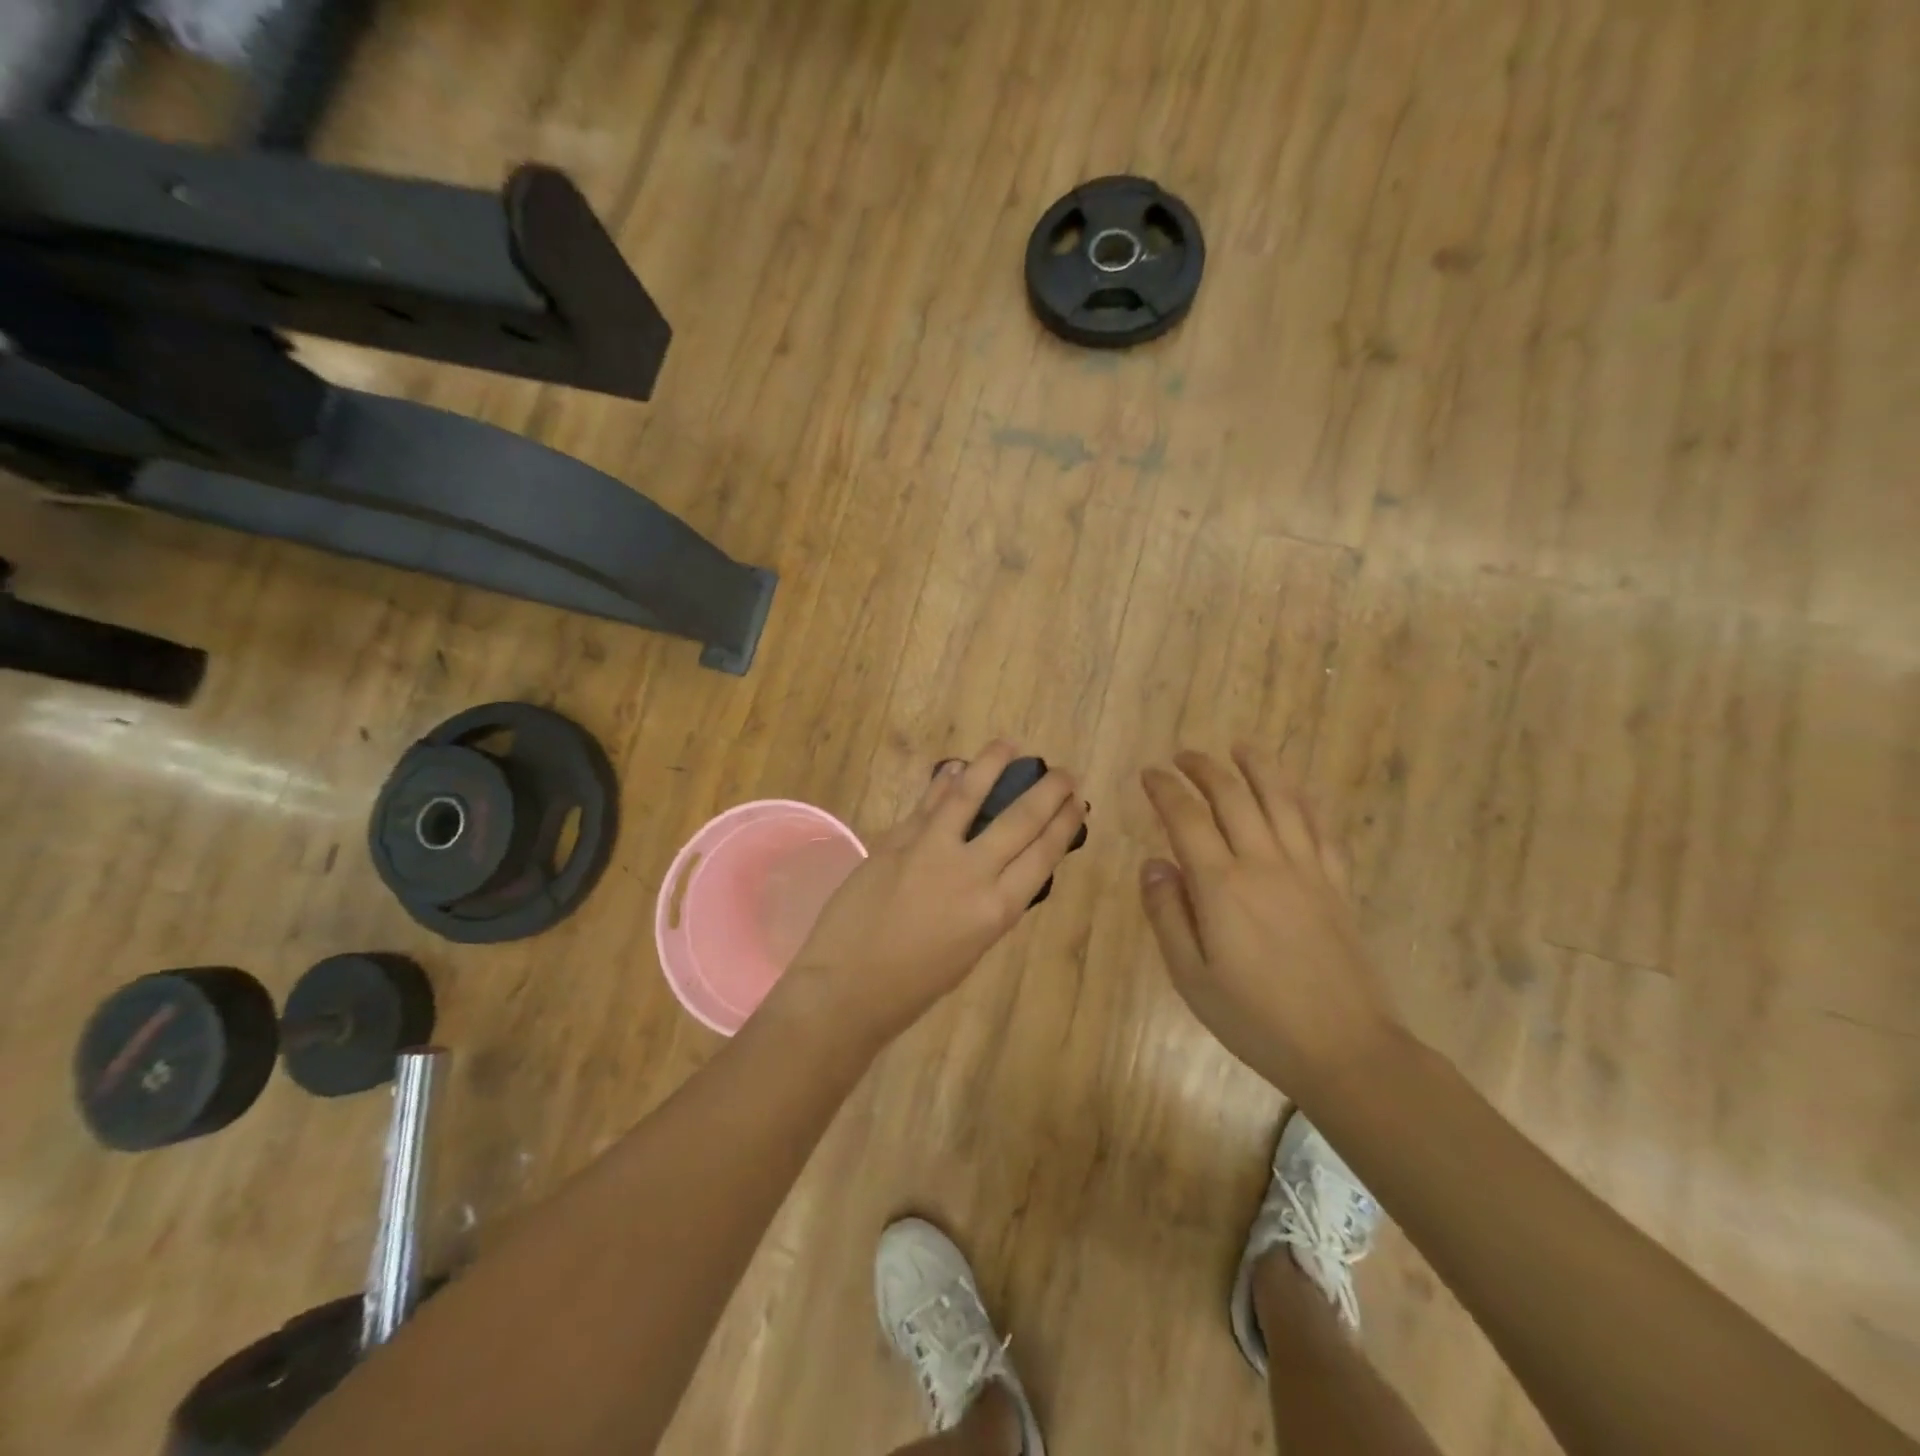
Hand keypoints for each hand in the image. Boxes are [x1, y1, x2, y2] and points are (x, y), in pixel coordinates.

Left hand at [776, 742, 1086, 1048]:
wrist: (847, 987)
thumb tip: (1003, 866)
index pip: (1043, 853)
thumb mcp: (971, 949)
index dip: (1064, 823)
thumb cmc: (915, 985)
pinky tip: (956, 768)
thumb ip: (990, 904)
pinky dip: (945, 782)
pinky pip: (928, 803)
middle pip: (1020, 820)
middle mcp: (972, 872)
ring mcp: (930, 850)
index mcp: (997, 910)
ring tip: (1009, 745)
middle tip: (1062, 772)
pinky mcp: (897, 839)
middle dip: (1048, 791)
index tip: (1077, 802)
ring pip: (970, 794)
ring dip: (993, 764)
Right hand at [1139, 747, 1397, 1094]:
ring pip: (1281, 800)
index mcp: (1222, 886)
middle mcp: (1264, 863)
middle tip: (1183, 756)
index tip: (1149, 774)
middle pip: (1233, 797)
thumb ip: (1167, 914)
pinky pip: (1320, 828)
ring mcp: (1306, 870)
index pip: (1186, 818)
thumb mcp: (1191, 976)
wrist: (1345, 1049)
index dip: (1164, 790)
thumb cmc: (1255, 1019)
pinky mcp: (1336, 884)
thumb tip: (1153, 862)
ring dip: (1258, 767)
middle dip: (1204, 768)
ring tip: (1240, 747)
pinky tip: (1294, 792)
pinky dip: (1303, 801)